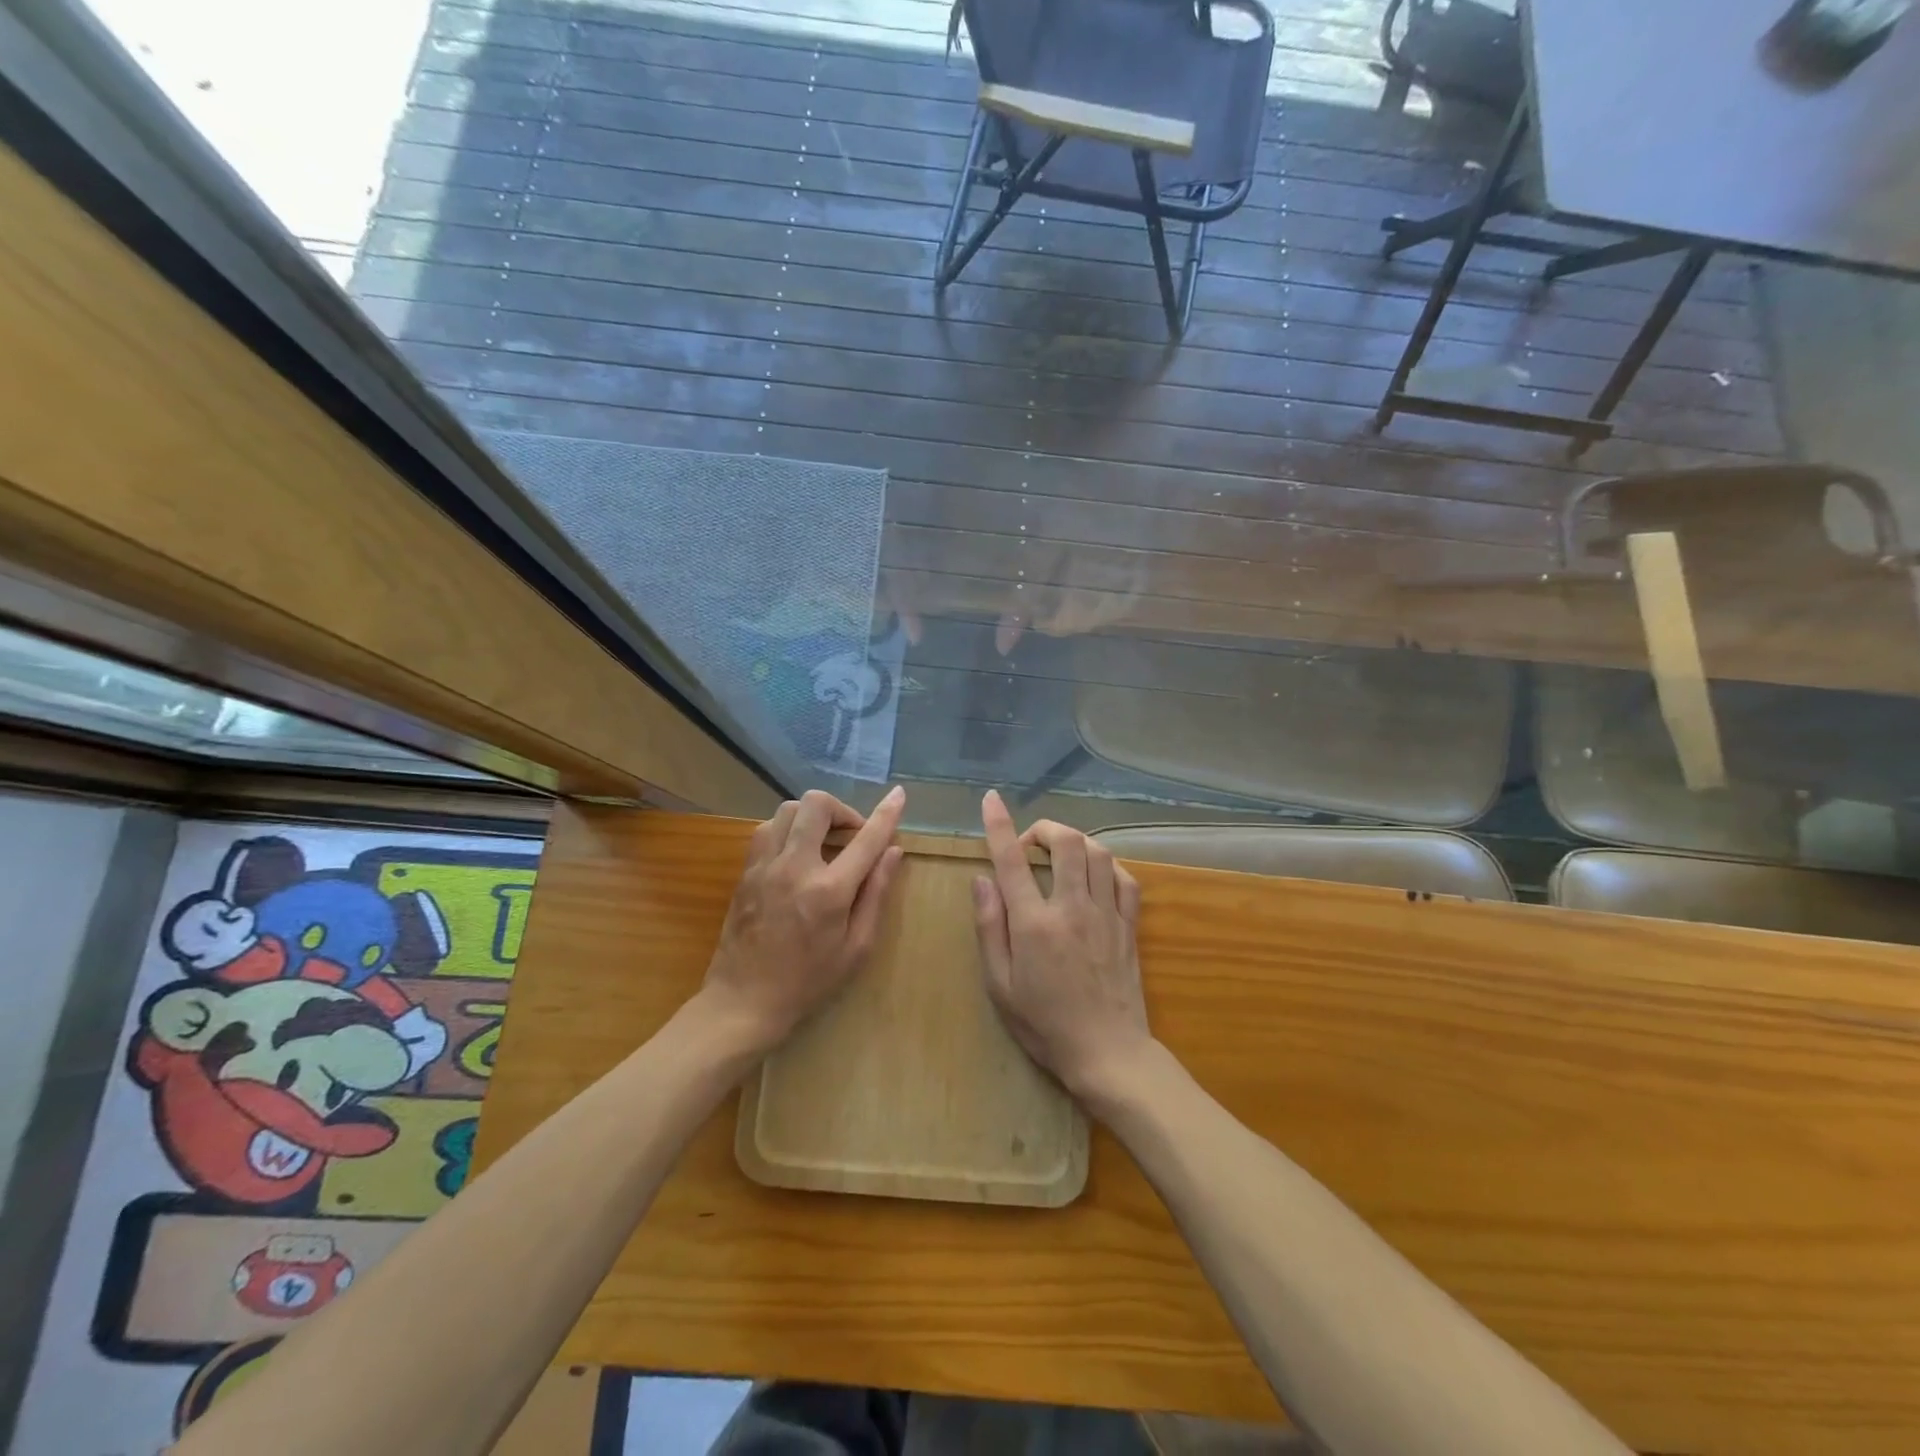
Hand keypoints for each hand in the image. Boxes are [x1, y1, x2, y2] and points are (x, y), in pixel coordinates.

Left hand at [700, 787, 905, 1055]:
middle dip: (841, 809)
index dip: (887, 813)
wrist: (743, 1002)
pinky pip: (767, 830)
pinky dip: (787, 830)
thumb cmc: (809, 981)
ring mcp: (764, 867)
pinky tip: (797, 854)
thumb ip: (876, 894)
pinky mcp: (746, 872)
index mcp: (828, 891)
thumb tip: (893, 852)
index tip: (899, 794)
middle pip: (816, 805)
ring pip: (787, 810)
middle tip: (852, 835)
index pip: (865, 839)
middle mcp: (794, 868)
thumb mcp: (856, 948)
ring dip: (812, 817)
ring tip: (823, 842)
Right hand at [971, 789, 1150, 1105]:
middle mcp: (1072, 909)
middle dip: (1044, 828)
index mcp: (1035, 924)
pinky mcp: (1129, 926)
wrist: (1108, 1054)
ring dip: (1075, 841)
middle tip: (1029, 844)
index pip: (1012, 861)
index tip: (991, 799)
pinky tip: (1094, 874)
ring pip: (1097, 853)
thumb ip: (989, 928)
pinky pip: (1125, 878)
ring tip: (1059, 855)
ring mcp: (1106, 914)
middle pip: (1066, 842)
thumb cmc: (1045, 1025)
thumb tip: (982, 880)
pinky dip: (1107, 865)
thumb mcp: (1000, 985)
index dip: (999, 825)